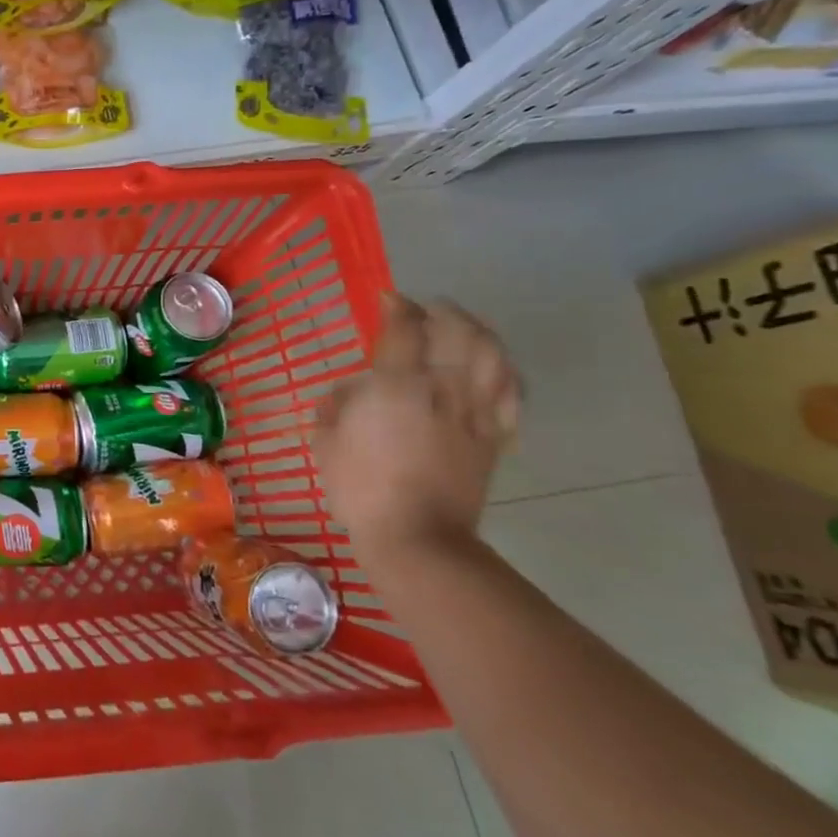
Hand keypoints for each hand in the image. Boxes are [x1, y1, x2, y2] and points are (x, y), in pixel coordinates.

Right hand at [313, 294, 520, 555]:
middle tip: (426, 310)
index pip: (404, 329)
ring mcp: (476, 413)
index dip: (397, 307)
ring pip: (494, 356)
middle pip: (459, 332)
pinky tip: (495, 370)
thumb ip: (336, 405)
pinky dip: (506, 374)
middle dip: (443, 312)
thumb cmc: (359, 486)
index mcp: (397, 386)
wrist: (416, 537)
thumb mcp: (325, 440)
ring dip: (480, 333)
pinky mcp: (495, 438)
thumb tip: (351, 392)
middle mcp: (444, 389)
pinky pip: (512, 395)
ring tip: (463, 328)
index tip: (387, 299)